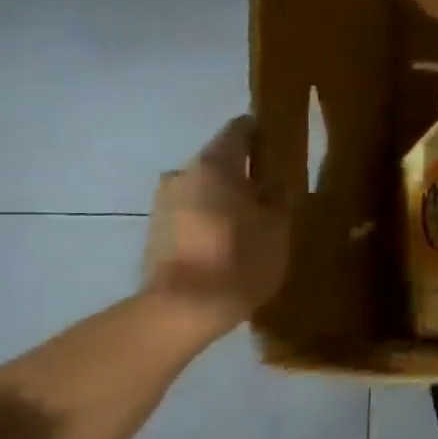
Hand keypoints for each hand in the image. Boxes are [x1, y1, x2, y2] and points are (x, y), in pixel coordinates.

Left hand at [142, 117, 288, 334]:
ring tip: (252, 222)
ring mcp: (163, 202)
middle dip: (245, 172)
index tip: (283, 147)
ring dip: (226, 197)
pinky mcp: (155, 230)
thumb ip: (278, 197)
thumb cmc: (239, 259)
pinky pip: (191, 212)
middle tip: (273, 192)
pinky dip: (210, 218)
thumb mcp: (278, 226)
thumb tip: (276, 182)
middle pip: (220, 160)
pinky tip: (229, 242)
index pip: (240, 129)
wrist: (182, 309)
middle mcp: (183, 173)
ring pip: (204, 188)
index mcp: (215, 163)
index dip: (263, 133)